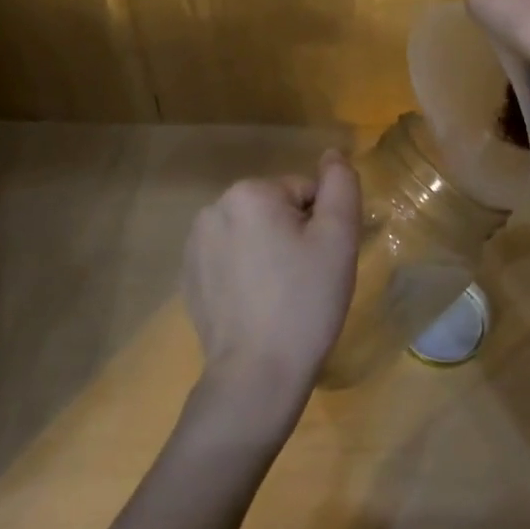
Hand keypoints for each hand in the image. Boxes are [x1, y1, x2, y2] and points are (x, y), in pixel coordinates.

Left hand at [182, 150, 361, 430]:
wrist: (257, 374)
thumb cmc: (305, 301)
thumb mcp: (339, 237)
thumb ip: (341, 184)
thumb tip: (332, 154)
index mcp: (249, 193)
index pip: (304, 192)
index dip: (321, 226)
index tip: (321, 263)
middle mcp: (213, 208)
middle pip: (276, 210)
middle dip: (294, 236)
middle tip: (306, 280)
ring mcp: (194, 245)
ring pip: (253, 234)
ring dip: (270, 253)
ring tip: (281, 296)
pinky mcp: (189, 277)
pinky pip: (231, 259)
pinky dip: (247, 274)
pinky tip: (257, 306)